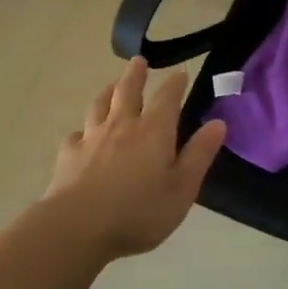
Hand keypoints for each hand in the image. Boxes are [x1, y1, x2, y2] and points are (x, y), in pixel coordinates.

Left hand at [46, 56, 227, 259]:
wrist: (78, 228)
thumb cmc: (138, 212)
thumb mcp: (182, 189)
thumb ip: (199, 154)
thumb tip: (218, 123)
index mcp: (154, 131)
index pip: (167, 97)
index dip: (175, 84)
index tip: (180, 73)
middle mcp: (122, 125)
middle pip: (128, 90)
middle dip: (136, 74)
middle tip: (138, 60)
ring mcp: (92, 137)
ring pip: (100, 105)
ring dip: (108, 91)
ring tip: (112, 85)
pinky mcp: (69, 155)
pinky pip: (76, 135)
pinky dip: (82, 130)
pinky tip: (82, 135)